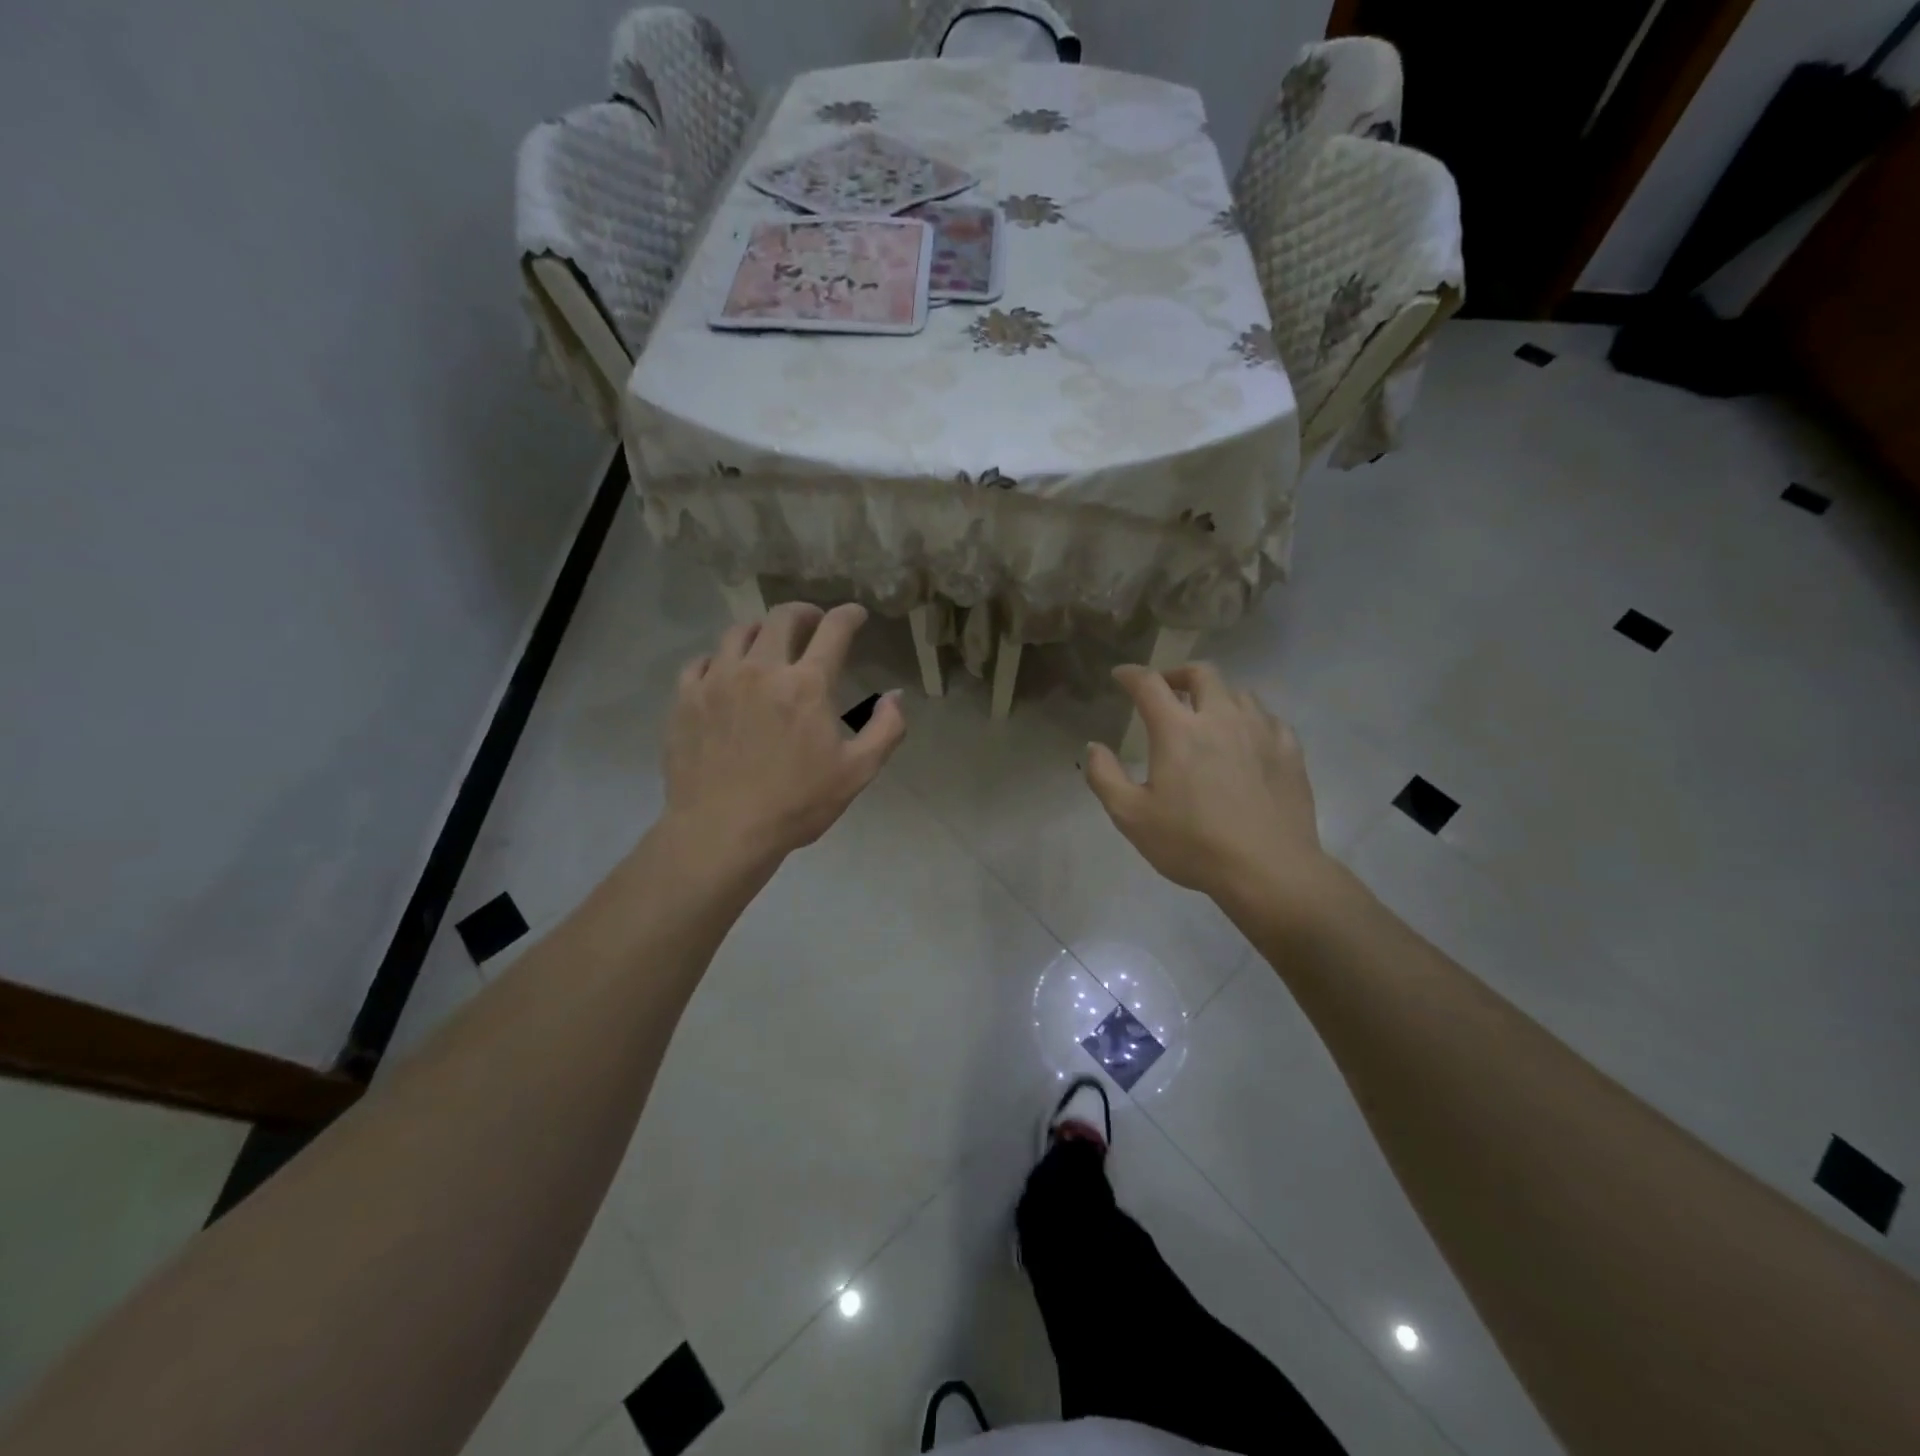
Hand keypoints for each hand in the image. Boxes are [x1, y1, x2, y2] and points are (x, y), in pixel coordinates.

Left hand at [662, 603, 905, 864]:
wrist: (722, 832)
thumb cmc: (796, 804)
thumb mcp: (857, 773)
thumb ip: (885, 729)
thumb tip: (895, 697)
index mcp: (806, 684)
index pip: (833, 630)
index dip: (849, 615)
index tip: (855, 614)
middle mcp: (760, 669)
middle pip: (782, 618)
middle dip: (804, 612)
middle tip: (813, 623)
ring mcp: (717, 680)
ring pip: (738, 632)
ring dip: (761, 631)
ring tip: (768, 644)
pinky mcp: (685, 699)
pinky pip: (701, 661)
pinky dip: (720, 659)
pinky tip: (725, 673)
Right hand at [1084, 663, 1329, 909]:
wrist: (1268, 870)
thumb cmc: (1192, 843)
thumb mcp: (1131, 817)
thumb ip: (1104, 777)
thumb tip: (1094, 747)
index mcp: (1178, 730)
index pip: (1150, 684)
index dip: (1131, 674)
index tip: (1121, 676)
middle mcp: (1221, 717)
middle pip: (1201, 673)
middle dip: (1178, 673)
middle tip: (1166, 689)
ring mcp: (1261, 731)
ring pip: (1238, 692)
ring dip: (1216, 696)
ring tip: (1207, 716)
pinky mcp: (1289, 750)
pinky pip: (1268, 718)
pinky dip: (1249, 719)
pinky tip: (1246, 740)